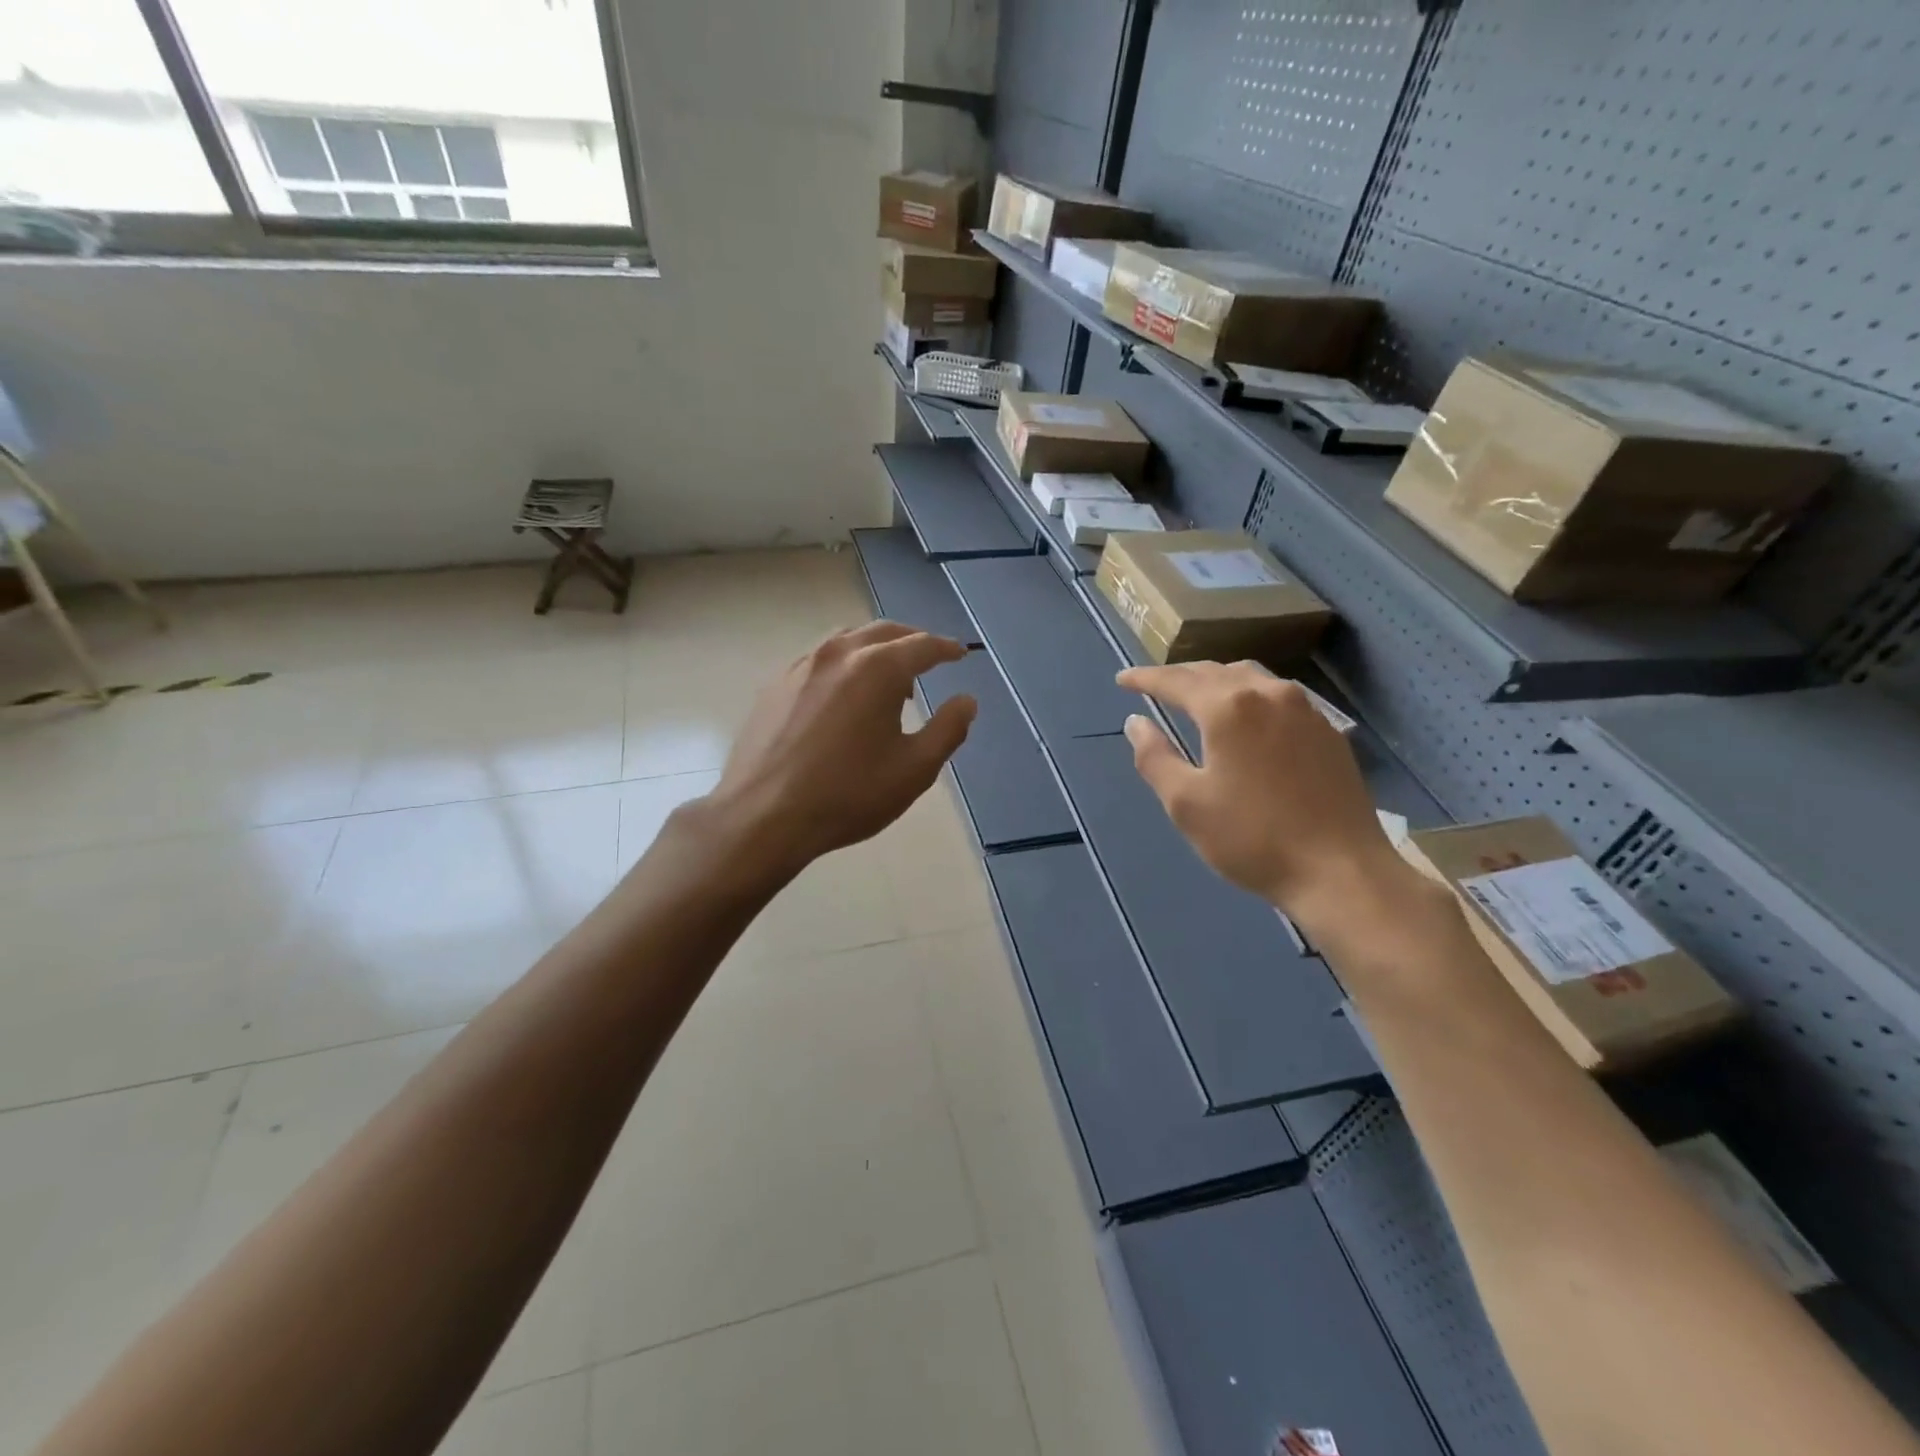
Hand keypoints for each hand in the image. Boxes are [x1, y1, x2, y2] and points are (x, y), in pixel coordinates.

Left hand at [706, 621, 976, 877]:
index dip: (947, 649)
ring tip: (889, 678)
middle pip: (884, 632)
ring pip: (848, 639)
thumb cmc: (849, 794)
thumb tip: (967, 701)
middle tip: (930, 658)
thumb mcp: (914, 769)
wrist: (764, 815)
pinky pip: (820, 659)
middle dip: (913, 640)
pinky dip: (844, 663)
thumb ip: (948, 730)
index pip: (923, 645)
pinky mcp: (776, 684)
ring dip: (876, 648)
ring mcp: (801, 665)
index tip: (960, 654)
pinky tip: (844, 694)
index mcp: (877, 668)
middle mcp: (839, 653)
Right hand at [1117, 662, 1425, 938]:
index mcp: (1228, 707)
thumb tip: (1136, 723)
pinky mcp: (1328, 731)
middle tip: (1154, 686)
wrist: (1341, 871)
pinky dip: (1249, 695)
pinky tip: (1246, 717)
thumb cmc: (1252, 838)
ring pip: (1251, 677)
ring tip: (1197, 695)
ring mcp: (1305, 710)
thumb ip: (1154, 757)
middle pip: (1214, 672)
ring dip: (1216, 680)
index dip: (1144, 679)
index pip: (1176, 681)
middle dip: (1180, 676)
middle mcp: (1268, 693)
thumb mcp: (1186, 803)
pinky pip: (1278, 696)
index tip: (1121, 680)